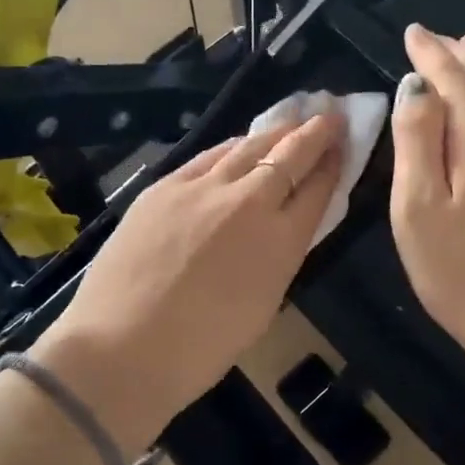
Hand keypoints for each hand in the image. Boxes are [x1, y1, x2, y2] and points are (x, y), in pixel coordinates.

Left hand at [34, 110, 344, 449]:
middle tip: (330, 115)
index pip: (317, 189)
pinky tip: (238, 143)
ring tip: (291, 121)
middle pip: (289, 155)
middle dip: (314, 132)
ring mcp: (203, 188)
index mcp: (280, 241)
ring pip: (248, 145)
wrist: (121, 347)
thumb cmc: (199, 349)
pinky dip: (232, 147)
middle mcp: (248, 202)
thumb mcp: (262, 306)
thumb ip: (278, 257)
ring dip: (275, 132)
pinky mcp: (165, 185)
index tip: (343, 146)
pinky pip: (209, 155)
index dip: (333, 164)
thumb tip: (283, 227)